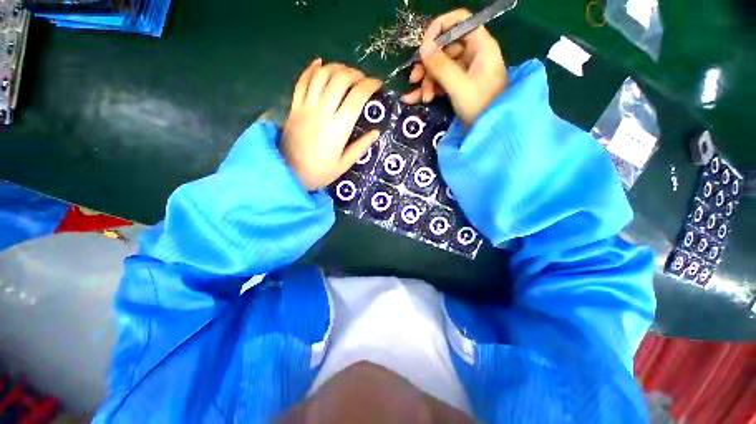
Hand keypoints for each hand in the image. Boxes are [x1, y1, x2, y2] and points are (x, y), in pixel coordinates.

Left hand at [282, 59, 381, 189]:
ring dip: (336, 68)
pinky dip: (311, 69)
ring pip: (321, 75)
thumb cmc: (319, 172)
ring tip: (346, 72)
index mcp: (338, 128)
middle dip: (355, 73)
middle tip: (363, 79)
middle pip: (340, 79)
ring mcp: (306, 106)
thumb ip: (360, 147)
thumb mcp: (344, 164)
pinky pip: (302, 81)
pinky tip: (320, 63)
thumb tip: (376, 132)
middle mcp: (323, 111)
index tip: (378, 84)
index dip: (370, 85)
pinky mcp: (294, 106)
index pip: (357, 96)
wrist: (289, 173)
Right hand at [402, 9, 507, 125]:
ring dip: (427, 81)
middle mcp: (472, 55)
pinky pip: (440, 82)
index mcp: (479, 46)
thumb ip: (441, 66)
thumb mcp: (459, 86)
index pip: (459, 22)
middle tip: (415, 79)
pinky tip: (413, 99)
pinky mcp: (458, 86)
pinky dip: (428, 89)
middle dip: (428, 65)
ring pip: (440, 67)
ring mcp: (464, 72)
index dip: (439, 29)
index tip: (423, 47)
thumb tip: (423, 47)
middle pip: (444, 48)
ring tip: (423, 98)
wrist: (488, 132)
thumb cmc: (480, 107)